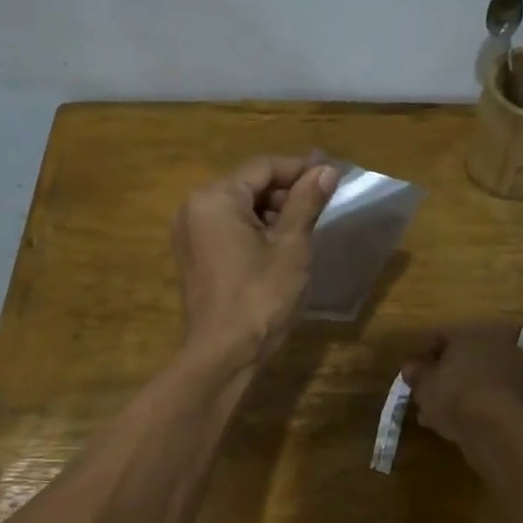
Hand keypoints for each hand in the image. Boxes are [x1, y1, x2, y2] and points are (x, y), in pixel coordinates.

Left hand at [173, 156, 338, 365]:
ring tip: (307, 226)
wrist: (223, 354)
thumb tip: (325, 170)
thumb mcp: (291, 246)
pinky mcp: (194, 255)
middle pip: (248, 184)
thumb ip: (306, 202)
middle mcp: (194, 207)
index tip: (333, 174)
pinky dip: (255, 229)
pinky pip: (227, 227)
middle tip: (323, 203)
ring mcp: (189, 232)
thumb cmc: (260, 297)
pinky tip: (282, 245)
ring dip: (272, 211)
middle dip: (286, 191)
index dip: (300, 168)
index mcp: (215, 198)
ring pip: (239, 206)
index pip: (263, 167)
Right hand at [402, 323, 522, 443]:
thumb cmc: (453, 394)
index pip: (440, 336)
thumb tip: (411, 367)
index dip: (422, 355)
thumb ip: (416, 372)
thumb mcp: (424, 384)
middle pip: (463, 355)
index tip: (413, 374)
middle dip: (444, 373)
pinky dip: (477, 401)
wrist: (495, 428)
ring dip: (460, 388)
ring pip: (478, 374)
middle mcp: (497, 341)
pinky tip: (461, 419)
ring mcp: (514, 366)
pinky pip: (491, 391)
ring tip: (440, 412)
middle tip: (427, 393)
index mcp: (471, 330)